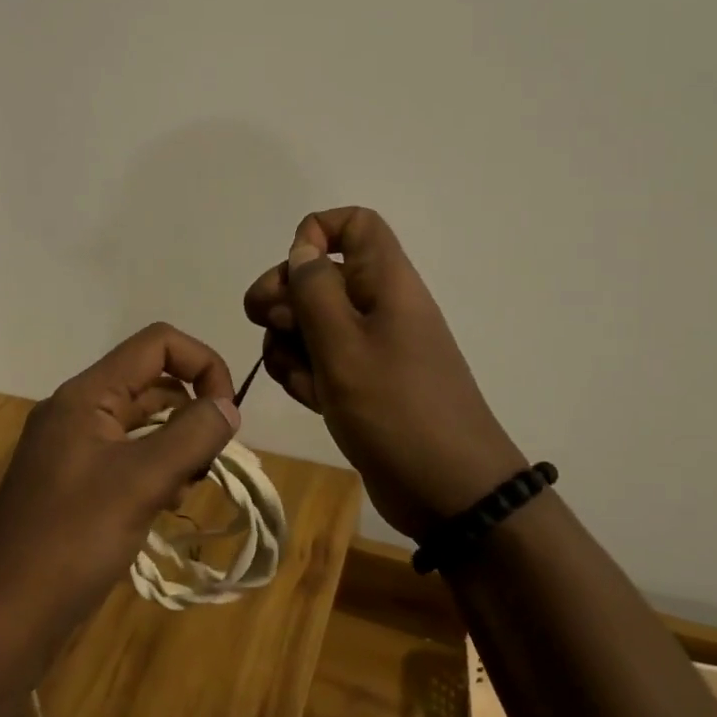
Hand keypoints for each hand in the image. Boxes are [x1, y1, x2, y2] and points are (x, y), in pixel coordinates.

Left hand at [0, 324, 240, 664]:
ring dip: (176, 442)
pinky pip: (125, 456)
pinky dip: (154, 468)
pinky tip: (165, 503)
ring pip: (140, 422)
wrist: (3, 619)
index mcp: (87, 394)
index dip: (202, 364)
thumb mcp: (142, 482)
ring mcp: (72, 447)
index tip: (227, 415)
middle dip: (191, 409)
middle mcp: (77, 410)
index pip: (157, 343)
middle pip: (150, 380)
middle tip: (211, 460)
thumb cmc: (72, 540)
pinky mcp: (72, 483)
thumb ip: (191, 435)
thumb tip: (228, 405)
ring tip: (189, 485)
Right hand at [243, 207, 526, 539]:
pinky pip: (320, 362)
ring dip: (289, 343)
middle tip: (267, 325)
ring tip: (298, 376)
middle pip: (319, 276)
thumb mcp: (344, 345)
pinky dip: (306, 375)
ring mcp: (370, 347)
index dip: (317, 233)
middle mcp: (378, 306)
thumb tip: (301, 249)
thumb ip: (314, 291)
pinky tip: (311, 399)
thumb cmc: (397, 409)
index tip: (293, 272)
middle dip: (284, 297)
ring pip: (311, 322)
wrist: (450, 492)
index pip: (355, 224)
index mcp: (386, 282)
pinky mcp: (362, 383)